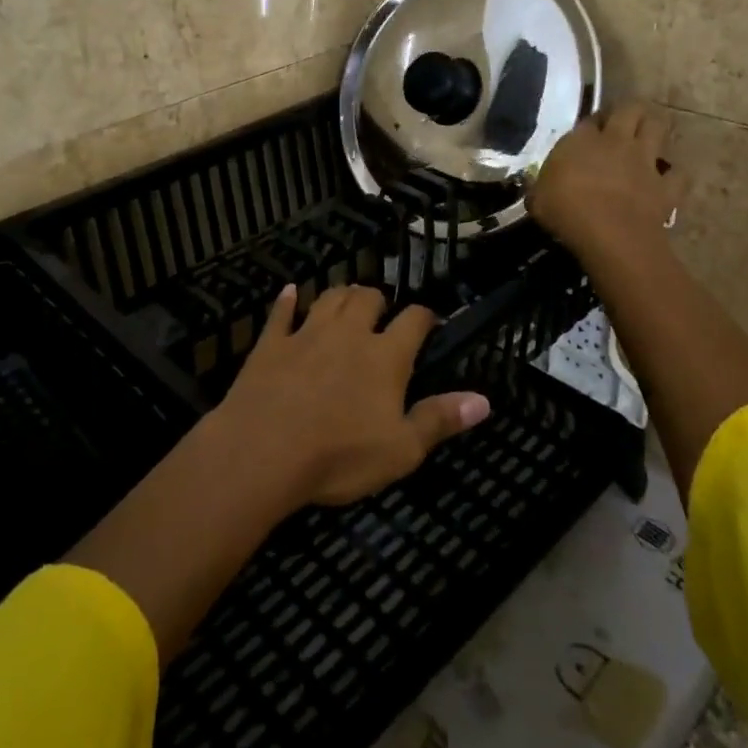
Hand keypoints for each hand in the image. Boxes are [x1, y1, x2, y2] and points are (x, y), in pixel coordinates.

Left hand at [213, 284, 491, 507]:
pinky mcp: (270, 344)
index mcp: (385, 356)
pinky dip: (287, 301)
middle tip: (382, 311)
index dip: (425, 316)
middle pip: (367, 299)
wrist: (263, 451)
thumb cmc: (339, 455)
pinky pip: (281, 313)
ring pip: (329, 298)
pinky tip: (291, 292)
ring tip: (349, 298)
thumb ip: (440, 420)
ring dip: (342, 295)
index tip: (430, 321)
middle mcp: (348, 334)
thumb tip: (484, 400)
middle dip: (379, 299)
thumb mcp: (401, 449)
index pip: (413, 321)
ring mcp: (306, 334)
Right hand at [531, 102, 677, 259]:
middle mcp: (616, 141)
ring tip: (648, 138)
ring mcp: (645, 161)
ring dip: (654, 128)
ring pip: (658, 127)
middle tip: (621, 123)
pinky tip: (667, 181)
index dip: (590, 124)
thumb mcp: (538, 198)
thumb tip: (540, 188)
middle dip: (628, 111)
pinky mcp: (666, 186)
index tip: (587, 135)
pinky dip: (674, 176)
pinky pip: (678, 174)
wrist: (610, 235)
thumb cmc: (565, 212)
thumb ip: (542, 186)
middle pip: (630, 108)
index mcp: (581, 140)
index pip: (589, 119)